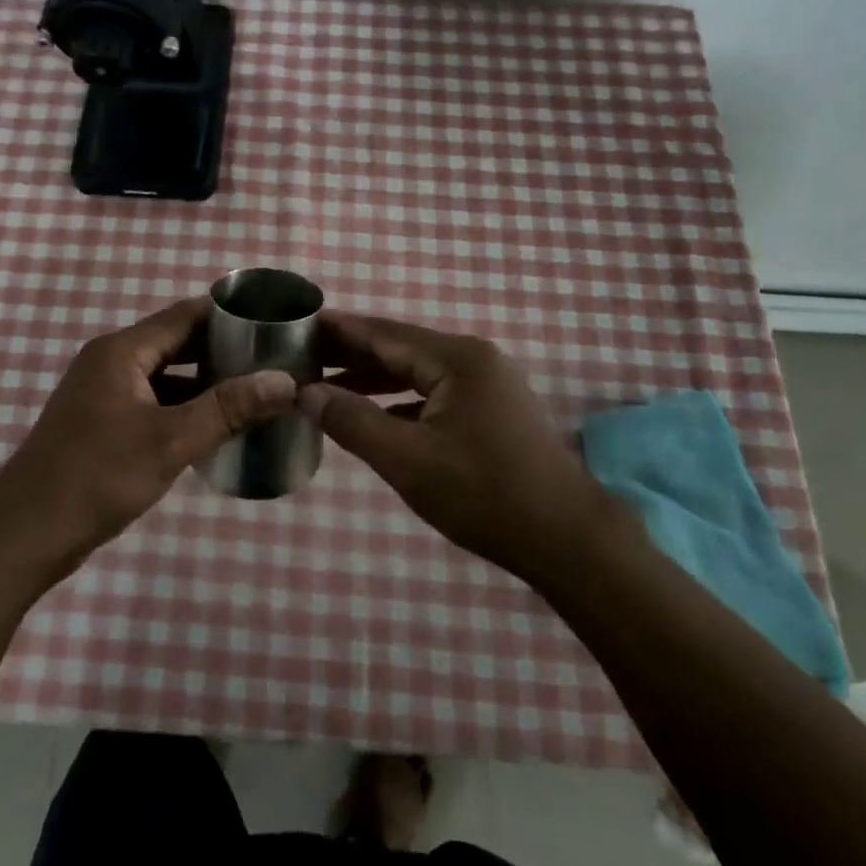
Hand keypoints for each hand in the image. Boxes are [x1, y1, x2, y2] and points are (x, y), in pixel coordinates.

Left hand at [0, 298, 297, 582]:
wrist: (23, 537)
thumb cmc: (95, 477)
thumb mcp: (169, 441)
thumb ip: (228, 408)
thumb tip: (285, 382)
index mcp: (122, 351)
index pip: (186, 315)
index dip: (231, 316)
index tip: (275, 325)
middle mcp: (112, 362)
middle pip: (178, 343)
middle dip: (225, 352)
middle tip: (275, 362)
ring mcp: (106, 395)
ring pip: (169, 376)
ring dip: (208, 384)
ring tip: (258, 393)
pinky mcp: (104, 425)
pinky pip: (156, 404)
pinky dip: (187, 409)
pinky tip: (219, 428)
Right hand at [300, 311, 609, 577]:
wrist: (568, 541)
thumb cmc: (486, 495)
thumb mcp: (408, 461)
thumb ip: (353, 422)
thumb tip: (306, 393)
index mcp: (456, 358)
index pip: (383, 333)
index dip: (338, 330)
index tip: (297, 325)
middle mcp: (472, 360)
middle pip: (399, 348)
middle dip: (350, 353)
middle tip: (301, 355)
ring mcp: (486, 385)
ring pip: (416, 373)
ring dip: (372, 379)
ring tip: (324, 384)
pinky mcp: (491, 411)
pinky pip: (433, 394)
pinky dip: (399, 401)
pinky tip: (371, 415)